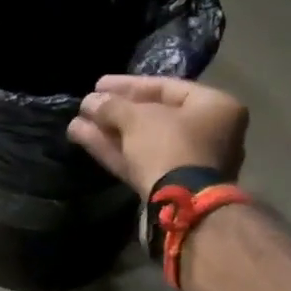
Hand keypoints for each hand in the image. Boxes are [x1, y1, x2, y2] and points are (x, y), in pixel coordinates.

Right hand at [66, 75, 247, 197]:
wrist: (182, 207)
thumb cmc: (170, 147)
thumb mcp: (138, 118)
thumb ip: (112, 106)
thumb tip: (90, 101)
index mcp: (214, 107)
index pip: (166, 87)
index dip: (128, 84)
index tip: (98, 84)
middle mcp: (208, 133)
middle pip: (153, 116)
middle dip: (115, 111)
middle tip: (87, 104)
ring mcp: (189, 164)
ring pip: (142, 141)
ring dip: (108, 131)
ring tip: (76, 122)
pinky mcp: (170, 187)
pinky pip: (140, 160)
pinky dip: (113, 150)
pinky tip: (82, 137)